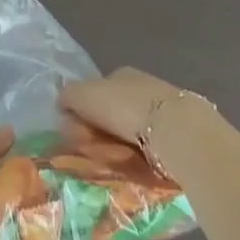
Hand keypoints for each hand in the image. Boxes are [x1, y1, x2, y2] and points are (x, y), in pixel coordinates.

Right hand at [58, 66, 193, 149]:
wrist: (175, 130)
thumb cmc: (124, 107)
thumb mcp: (83, 94)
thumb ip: (68, 96)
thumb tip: (63, 104)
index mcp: (121, 73)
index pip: (94, 92)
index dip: (82, 112)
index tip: (76, 134)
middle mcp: (142, 87)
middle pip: (111, 114)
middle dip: (98, 133)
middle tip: (91, 151)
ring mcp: (161, 110)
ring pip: (128, 133)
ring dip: (116, 147)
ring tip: (112, 162)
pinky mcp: (177, 134)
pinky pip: (147, 148)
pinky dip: (137, 157)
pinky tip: (134, 165)